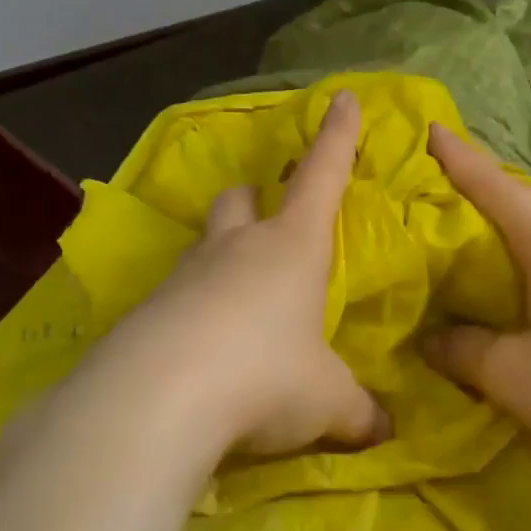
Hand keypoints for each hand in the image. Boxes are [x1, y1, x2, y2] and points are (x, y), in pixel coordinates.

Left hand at [89, 89, 387, 467]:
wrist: (159, 399)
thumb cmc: (266, 376)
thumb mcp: (326, 400)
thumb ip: (357, 411)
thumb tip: (383, 432)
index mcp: (293, 247)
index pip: (322, 176)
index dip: (337, 137)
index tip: (342, 98)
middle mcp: (237, 248)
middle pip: (241, 200)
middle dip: (255, 200)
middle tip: (265, 220)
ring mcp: (186, 274)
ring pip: (204, 244)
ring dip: (220, 256)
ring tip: (234, 301)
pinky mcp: (147, 310)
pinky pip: (175, 295)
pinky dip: (191, 310)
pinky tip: (198, 352)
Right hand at [423, 123, 530, 471]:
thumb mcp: (510, 373)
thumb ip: (461, 349)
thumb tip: (430, 337)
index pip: (496, 188)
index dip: (460, 158)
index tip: (432, 128)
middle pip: (524, 204)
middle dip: (482, 192)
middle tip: (442, 188)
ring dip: (511, 229)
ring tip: (476, 239)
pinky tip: (525, 285)